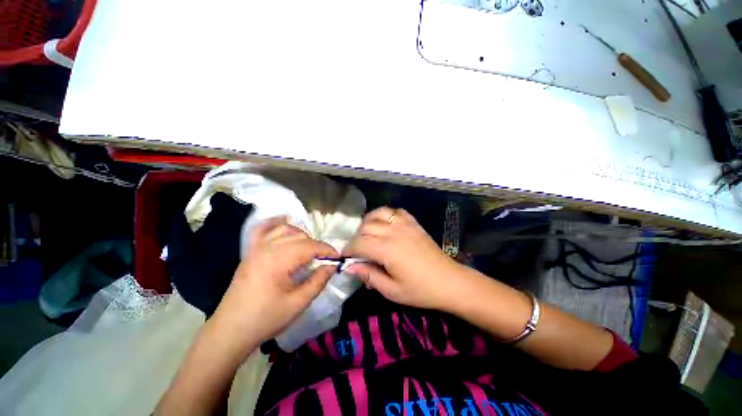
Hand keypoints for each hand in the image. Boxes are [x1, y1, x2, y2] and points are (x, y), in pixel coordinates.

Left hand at [210, 216, 337, 354]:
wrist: (230, 331)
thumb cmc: (266, 319)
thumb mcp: (298, 303)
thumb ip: (318, 281)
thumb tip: (332, 265)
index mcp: (278, 260)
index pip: (310, 246)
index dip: (327, 250)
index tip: (337, 258)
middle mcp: (267, 248)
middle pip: (300, 236)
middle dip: (316, 246)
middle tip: (323, 261)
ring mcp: (256, 248)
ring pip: (285, 230)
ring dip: (301, 235)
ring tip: (308, 249)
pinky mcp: (250, 252)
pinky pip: (263, 229)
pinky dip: (275, 223)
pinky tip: (284, 221)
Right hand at [342, 207, 464, 310]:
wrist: (450, 282)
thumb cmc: (420, 290)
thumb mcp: (391, 290)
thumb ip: (368, 275)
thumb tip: (349, 267)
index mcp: (387, 249)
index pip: (358, 243)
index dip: (348, 250)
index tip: (345, 257)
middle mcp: (394, 232)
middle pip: (366, 227)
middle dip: (357, 238)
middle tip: (358, 251)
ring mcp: (405, 225)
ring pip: (379, 214)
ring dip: (369, 222)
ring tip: (369, 234)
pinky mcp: (414, 223)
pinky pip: (396, 211)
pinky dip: (387, 215)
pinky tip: (387, 224)